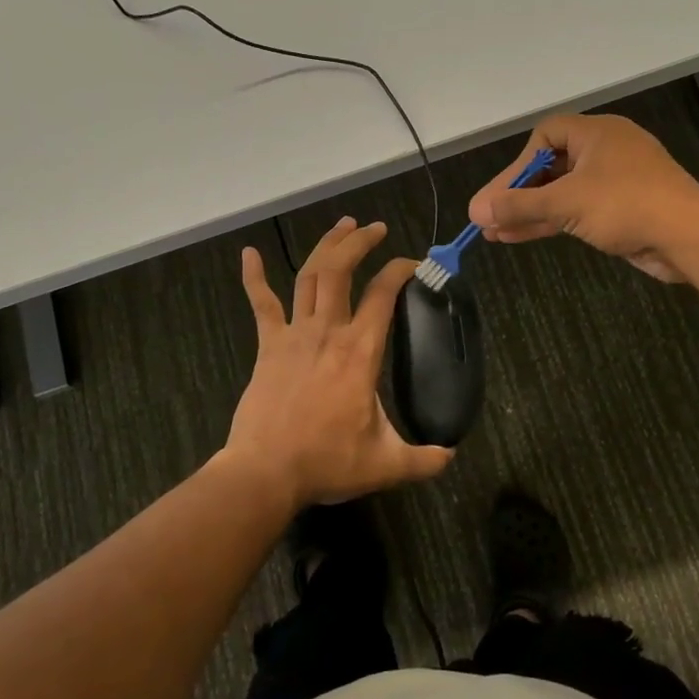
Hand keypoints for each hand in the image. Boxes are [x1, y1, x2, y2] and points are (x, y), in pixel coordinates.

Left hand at [222, 217, 453, 506]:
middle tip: (375, 228)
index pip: (384, 294)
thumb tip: (451, 455)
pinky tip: (248, 253)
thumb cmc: (326, 462)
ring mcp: (294, 334)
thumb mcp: (385, 464)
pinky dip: (254, 277)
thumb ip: (423, 459)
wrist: (265, 472)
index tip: (415, 263)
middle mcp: (328, 331)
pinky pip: (261, 304)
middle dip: (359, 242)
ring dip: (326, 246)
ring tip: (342, 226)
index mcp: (360, 351)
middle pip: (341, 270)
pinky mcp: (268, 345)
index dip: (401, 270)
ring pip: (309, 276)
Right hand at [468, 114, 698, 282]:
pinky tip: (521, 236)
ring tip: (494, 233)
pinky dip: (552, 221)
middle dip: (518, 193)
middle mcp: (606, 151)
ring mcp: (616, 182)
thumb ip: (519, 205)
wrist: (690, 237)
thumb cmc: (626, 204)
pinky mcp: (623, 210)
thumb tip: (476, 210)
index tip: (504, 191)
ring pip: (563, 193)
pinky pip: (579, 210)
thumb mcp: (566, 203)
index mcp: (597, 133)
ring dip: (531, 212)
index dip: (520, 162)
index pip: (546, 134)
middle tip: (487, 216)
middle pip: (551, 167)